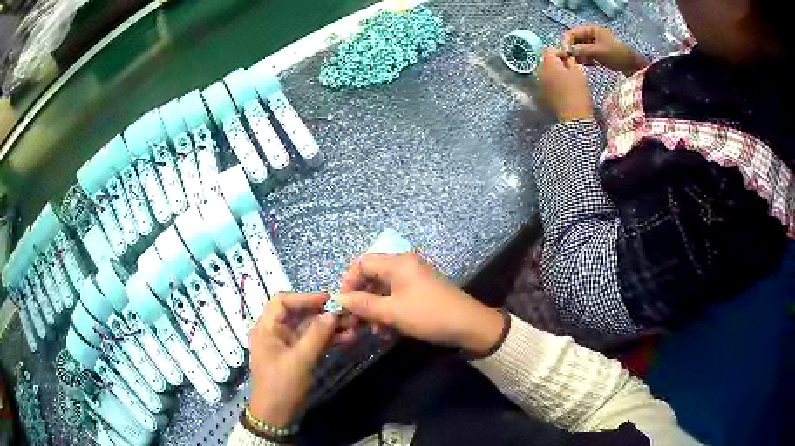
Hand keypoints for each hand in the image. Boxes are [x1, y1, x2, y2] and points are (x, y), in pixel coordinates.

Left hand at [248, 293, 336, 427]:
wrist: (275, 416)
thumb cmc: (282, 385)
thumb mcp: (300, 360)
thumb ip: (317, 335)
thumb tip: (333, 313)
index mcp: (266, 328)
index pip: (282, 301)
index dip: (305, 297)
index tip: (329, 299)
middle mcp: (273, 332)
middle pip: (297, 314)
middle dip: (321, 313)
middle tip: (346, 314)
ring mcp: (284, 345)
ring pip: (306, 328)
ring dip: (327, 327)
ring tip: (351, 327)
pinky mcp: (294, 357)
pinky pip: (310, 342)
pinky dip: (325, 340)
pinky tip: (345, 339)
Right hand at [337, 253, 504, 354]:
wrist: (469, 325)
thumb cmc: (428, 315)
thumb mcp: (392, 312)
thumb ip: (363, 304)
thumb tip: (339, 298)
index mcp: (398, 263)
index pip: (362, 262)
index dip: (349, 281)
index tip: (343, 303)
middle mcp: (405, 265)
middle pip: (372, 275)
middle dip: (361, 298)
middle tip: (354, 319)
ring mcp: (414, 278)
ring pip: (384, 289)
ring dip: (375, 308)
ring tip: (373, 329)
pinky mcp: (421, 291)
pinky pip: (397, 296)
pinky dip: (389, 310)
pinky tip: (387, 330)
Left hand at [537, 49, 592, 121]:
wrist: (573, 117)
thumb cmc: (578, 92)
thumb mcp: (579, 72)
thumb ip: (571, 60)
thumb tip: (567, 58)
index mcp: (548, 63)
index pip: (550, 50)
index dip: (561, 52)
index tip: (570, 59)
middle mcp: (539, 71)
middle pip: (546, 60)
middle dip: (556, 62)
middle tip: (569, 69)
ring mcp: (538, 83)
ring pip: (545, 71)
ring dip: (554, 72)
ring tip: (566, 79)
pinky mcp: (540, 93)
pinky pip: (545, 82)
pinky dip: (552, 81)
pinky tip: (562, 88)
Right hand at [562, 27, 646, 75]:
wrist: (634, 65)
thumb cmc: (617, 54)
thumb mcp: (598, 51)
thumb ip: (582, 50)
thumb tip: (568, 52)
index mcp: (590, 30)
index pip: (571, 33)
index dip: (566, 42)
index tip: (565, 53)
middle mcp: (591, 35)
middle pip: (575, 41)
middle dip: (572, 50)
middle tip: (571, 61)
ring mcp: (595, 45)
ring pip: (580, 50)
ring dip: (579, 57)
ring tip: (579, 65)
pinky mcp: (599, 54)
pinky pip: (587, 56)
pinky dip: (585, 61)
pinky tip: (588, 66)